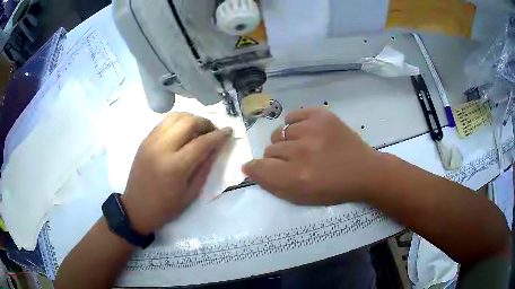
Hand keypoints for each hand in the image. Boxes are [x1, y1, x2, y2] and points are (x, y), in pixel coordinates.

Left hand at [121, 113, 231, 234]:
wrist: (137, 208)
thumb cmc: (166, 207)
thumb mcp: (191, 193)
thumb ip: (205, 168)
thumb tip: (216, 147)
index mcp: (175, 167)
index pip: (202, 142)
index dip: (218, 135)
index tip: (229, 131)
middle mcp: (161, 148)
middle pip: (188, 122)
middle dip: (205, 122)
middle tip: (213, 130)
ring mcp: (150, 141)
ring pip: (174, 116)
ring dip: (191, 118)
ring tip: (198, 128)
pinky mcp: (144, 140)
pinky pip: (164, 122)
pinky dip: (177, 121)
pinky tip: (182, 131)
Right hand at [243, 108, 383, 204]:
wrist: (363, 171)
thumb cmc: (333, 189)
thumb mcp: (301, 197)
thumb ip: (272, 184)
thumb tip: (250, 168)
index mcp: (297, 177)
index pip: (259, 167)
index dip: (256, 167)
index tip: (259, 168)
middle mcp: (302, 152)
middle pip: (270, 149)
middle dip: (278, 158)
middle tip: (294, 161)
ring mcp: (312, 129)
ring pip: (281, 133)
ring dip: (288, 142)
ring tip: (304, 147)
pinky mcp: (321, 115)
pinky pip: (293, 116)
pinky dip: (295, 124)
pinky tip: (306, 132)